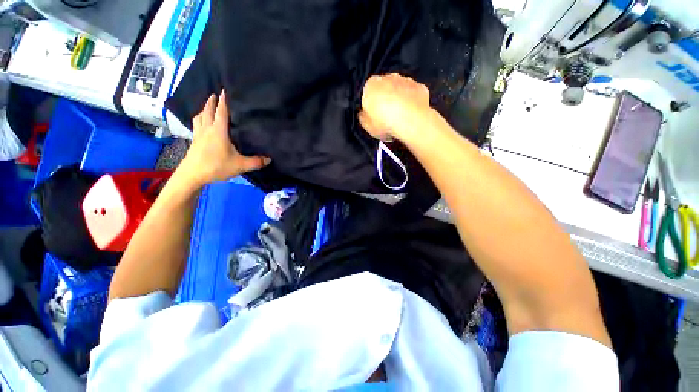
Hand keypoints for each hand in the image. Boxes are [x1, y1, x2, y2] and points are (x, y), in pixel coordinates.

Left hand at [179, 91, 269, 186]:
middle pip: (208, 110)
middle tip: (217, 94)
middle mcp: (207, 128)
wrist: (193, 174)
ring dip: (204, 109)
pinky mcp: (195, 140)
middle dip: (212, 101)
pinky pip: (197, 124)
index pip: (222, 111)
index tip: (225, 89)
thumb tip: (269, 159)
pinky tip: (202, 123)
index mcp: (219, 130)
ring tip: (209, 106)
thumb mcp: (240, 165)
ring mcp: (199, 133)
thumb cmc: (216, 166)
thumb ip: (256, 162)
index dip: (224, 100)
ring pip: (200, 116)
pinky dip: (200, 118)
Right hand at [358, 74, 431, 142]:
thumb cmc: (385, 123)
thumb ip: (363, 117)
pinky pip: (413, 94)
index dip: (371, 106)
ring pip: (399, 90)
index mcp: (371, 85)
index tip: (374, 117)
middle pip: (384, 89)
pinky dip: (412, 102)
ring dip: (399, 100)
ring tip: (400, 118)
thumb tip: (363, 114)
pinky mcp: (420, 87)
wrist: (411, 122)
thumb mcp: (366, 125)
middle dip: (385, 100)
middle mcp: (388, 77)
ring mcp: (406, 80)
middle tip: (387, 118)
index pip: (368, 93)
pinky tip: (411, 114)